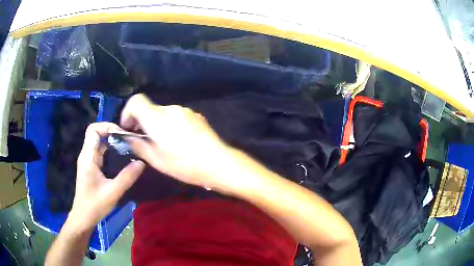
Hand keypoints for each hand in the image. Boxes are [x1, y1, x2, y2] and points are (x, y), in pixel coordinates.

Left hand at [68, 122, 144, 231]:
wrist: (83, 217)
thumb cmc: (95, 205)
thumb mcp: (113, 192)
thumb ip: (127, 177)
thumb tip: (142, 162)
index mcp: (88, 157)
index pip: (93, 129)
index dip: (107, 126)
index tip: (122, 134)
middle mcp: (86, 155)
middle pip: (97, 134)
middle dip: (113, 133)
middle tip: (129, 140)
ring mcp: (88, 161)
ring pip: (100, 143)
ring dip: (113, 142)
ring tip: (129, 147)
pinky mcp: (91, 167)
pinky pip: (101, 152)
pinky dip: (111, 151)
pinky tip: (122, 158)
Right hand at [120, 94, 231, 190]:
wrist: (218, 162)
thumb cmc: (185, 165)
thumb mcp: (156, 160)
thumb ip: (138, 145)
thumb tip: (129, 137)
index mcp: (158, 118)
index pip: (136, 101)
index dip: (127, 112)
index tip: (129, 128)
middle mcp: (171, 108)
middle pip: (149, 108)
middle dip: (143, 122)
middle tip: (146, 141)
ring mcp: (185, 110)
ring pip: (162, 113)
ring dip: (157, 124)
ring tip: (165, 144)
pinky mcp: (195, 114)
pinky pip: (175, 115)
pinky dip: (170, 124)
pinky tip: (179, 141)